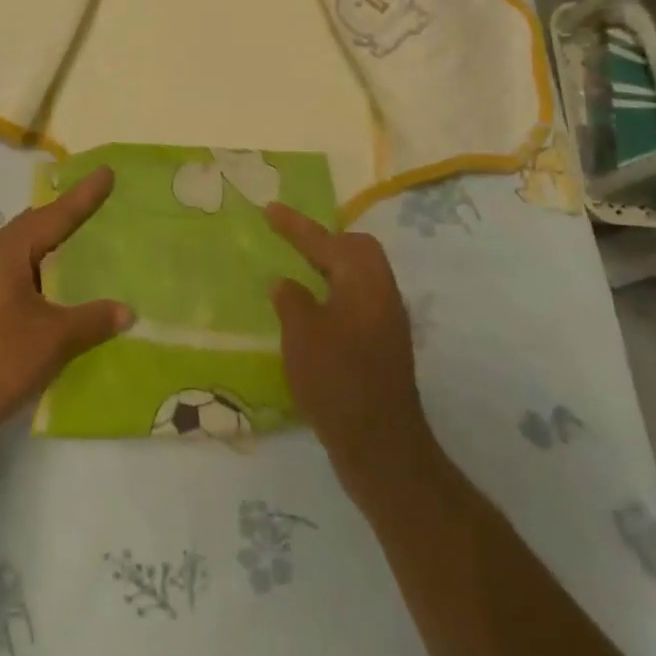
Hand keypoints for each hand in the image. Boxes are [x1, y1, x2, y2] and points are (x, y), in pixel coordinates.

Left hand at [0, 168, 131, 461]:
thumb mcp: (52, 339)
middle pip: (34, 225)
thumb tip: (128, 311)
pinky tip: (52, 285)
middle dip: (65, 214)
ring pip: (22, 250)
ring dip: (50, 243)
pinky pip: (13, 271)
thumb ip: (92, 320)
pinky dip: (38, 268)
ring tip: (79, 239)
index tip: (106, 172)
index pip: (54, 215)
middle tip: (96, 202)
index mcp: (6, 251)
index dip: (84, 196)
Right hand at [267, 204, 437, 505]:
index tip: (268, 209)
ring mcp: (387, 321)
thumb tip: (286, 284)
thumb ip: (291, 299)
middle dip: (323, 240)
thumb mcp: (301, 333)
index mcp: (363, 279)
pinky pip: (357, 300)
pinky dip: (333, 294)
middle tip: (290, 240)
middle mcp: (382, 292)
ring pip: (358, 276)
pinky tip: (312, 312)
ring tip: (297, 271)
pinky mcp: (383, 346)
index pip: (325, 240)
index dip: (294, 225)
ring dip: (329, 268)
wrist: (380, 446)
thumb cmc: (336, 379)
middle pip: (356, 249)